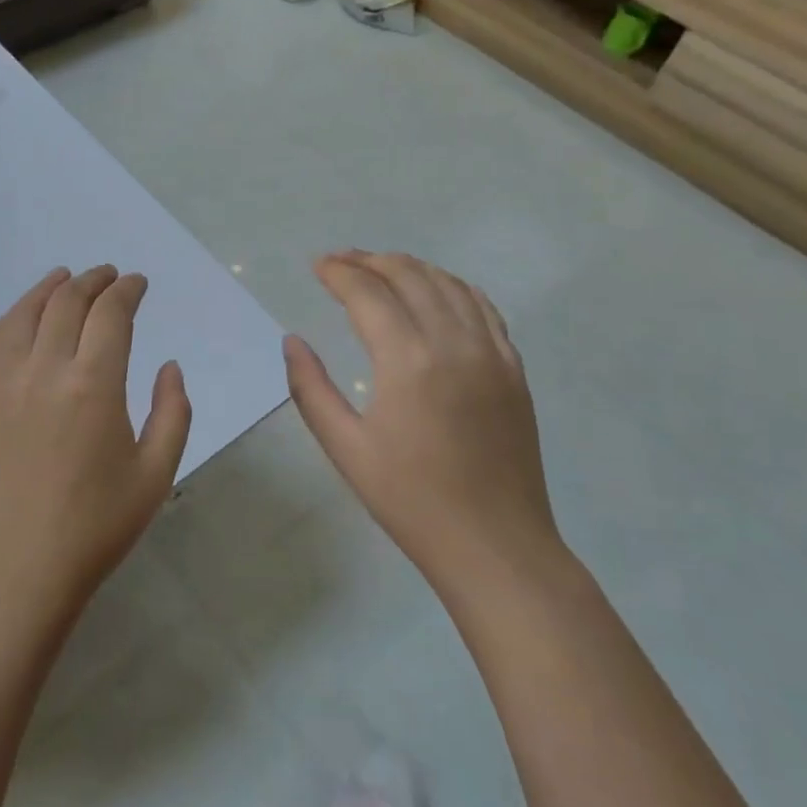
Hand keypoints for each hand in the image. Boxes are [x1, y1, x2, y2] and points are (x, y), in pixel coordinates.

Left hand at [0, 265, 192, 612]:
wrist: (19, 566)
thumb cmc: (96, 525)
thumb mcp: (155, 473)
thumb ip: (172, 412)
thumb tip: (169, 366)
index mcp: (93, 385)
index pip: (111, 313)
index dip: (127, 291)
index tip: (139, 284)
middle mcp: (45, 369)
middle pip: (68, 302)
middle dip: (94, 281)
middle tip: (112, 277)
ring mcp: (6, 381)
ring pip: (26, 312)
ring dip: (50, 287)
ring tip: (67, 278)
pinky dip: (13, 315)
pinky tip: (24, 316)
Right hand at [283, 251, 559, 581]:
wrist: (496, 546)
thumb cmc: (411, 501)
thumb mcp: (345, 449)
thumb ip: (311, 389)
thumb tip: (292, 341)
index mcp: (407, 361)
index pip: (368, 293)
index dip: (338, 272)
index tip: (316, 265)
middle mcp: (453, 343)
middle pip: (409, 276)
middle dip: (370, 260)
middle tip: (340, 261)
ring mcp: (491, 353)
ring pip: (449, 284)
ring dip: (411, 267)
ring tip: (381, 267)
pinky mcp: (514, 369)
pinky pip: (484, 307)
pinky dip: (454, 286)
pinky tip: (438, 290)